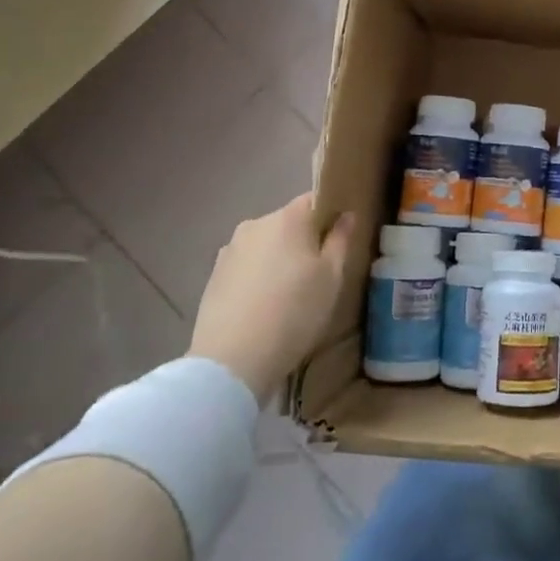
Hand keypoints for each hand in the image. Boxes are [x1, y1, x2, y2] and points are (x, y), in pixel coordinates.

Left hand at [191, 194, 353, 402]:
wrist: (232, 360)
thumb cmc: (294, 312)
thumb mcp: (332, 277)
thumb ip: (340, 240)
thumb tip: (345, 215)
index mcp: (287, 219)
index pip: (314, 200)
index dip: (330, 214)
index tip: (340, 238)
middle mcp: (254, 225)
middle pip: (288, 223)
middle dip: (304, 240)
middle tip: (319, 272)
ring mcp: (229, 251)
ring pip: (265, 245)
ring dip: (279, 259)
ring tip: (290, 293)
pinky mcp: (214, 277)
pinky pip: (246, 267)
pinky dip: (258, 277)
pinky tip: (265, 306)